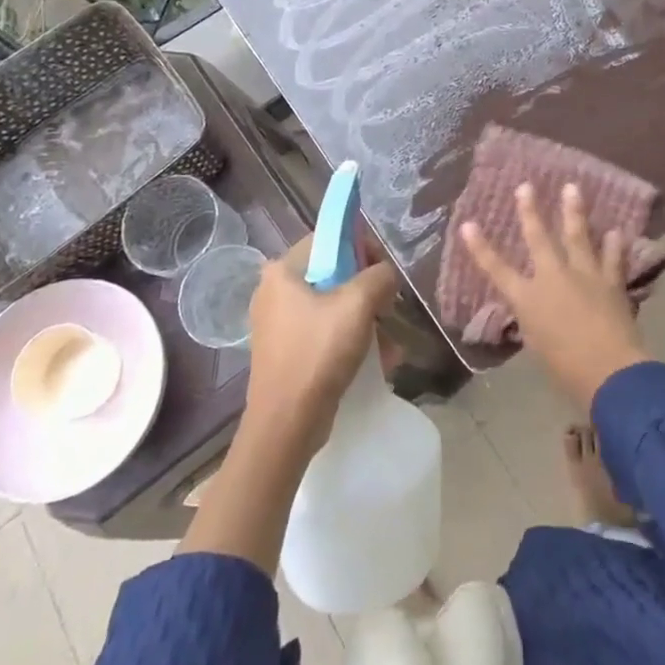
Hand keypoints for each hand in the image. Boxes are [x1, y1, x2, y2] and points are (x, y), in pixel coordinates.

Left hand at [244, 234, 396, 453]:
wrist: (286, 425)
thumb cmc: (319, 353)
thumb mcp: (358, 304)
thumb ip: (379, 276)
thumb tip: (386, 273)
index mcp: (282, 271)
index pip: (328, 239)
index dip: (360, 247)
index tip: (383, 271)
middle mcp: (274, 291)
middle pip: (332, 274)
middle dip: (367, 292)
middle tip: (388, 309)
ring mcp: (278, 323)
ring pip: (332, 306)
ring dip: (365, 321)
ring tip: (389, 344)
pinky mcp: (287, 351)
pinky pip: (325, 332)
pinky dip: (350, 341)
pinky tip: (378, 360)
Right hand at [459, 183, 649, 410]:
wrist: (608, 372)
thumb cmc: (565, 369)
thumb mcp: (537, 345)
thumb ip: (535, 321)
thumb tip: (537, 310)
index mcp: (528, 299)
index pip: (497, 269)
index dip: (480, 247)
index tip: (468, 224)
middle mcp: (553, 278)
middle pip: (538, 238)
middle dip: (530, 211)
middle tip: (526, 186)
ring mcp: (584, 276)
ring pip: (577, 236)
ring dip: (574, 211)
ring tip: (572, 188)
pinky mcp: (610, 282)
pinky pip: (613, 258)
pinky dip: (615, 245)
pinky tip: (616, 231)